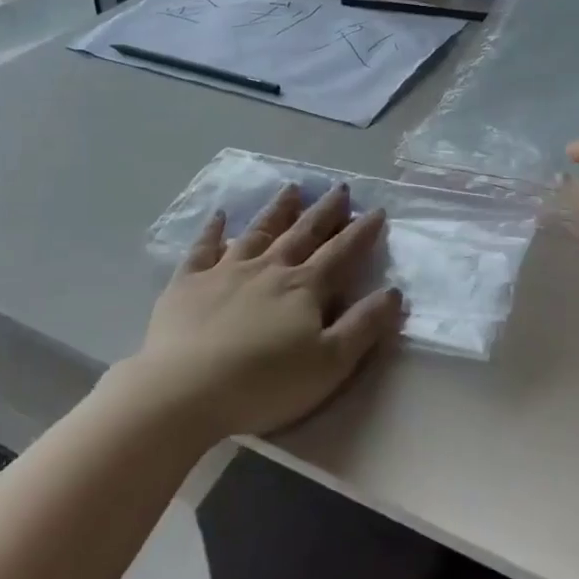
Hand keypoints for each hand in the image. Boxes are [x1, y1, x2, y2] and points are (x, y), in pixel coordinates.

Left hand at [123, 183, 404, 442]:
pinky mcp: (189, 282)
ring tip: (292, 188)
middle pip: (303, 233)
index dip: (361, 232)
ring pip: (258, 231)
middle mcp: (268, 268)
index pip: (341, 253)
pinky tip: (218, 215)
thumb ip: (363, 326)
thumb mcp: (329, 363)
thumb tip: (394, 291)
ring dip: (277, 210)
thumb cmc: (264, 383)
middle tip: (340, 188)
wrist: (185, 390)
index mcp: (303, 288)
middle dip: (325, 211)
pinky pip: (203, 248)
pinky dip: (212, 230)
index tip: (376, 210)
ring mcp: (225, 271)